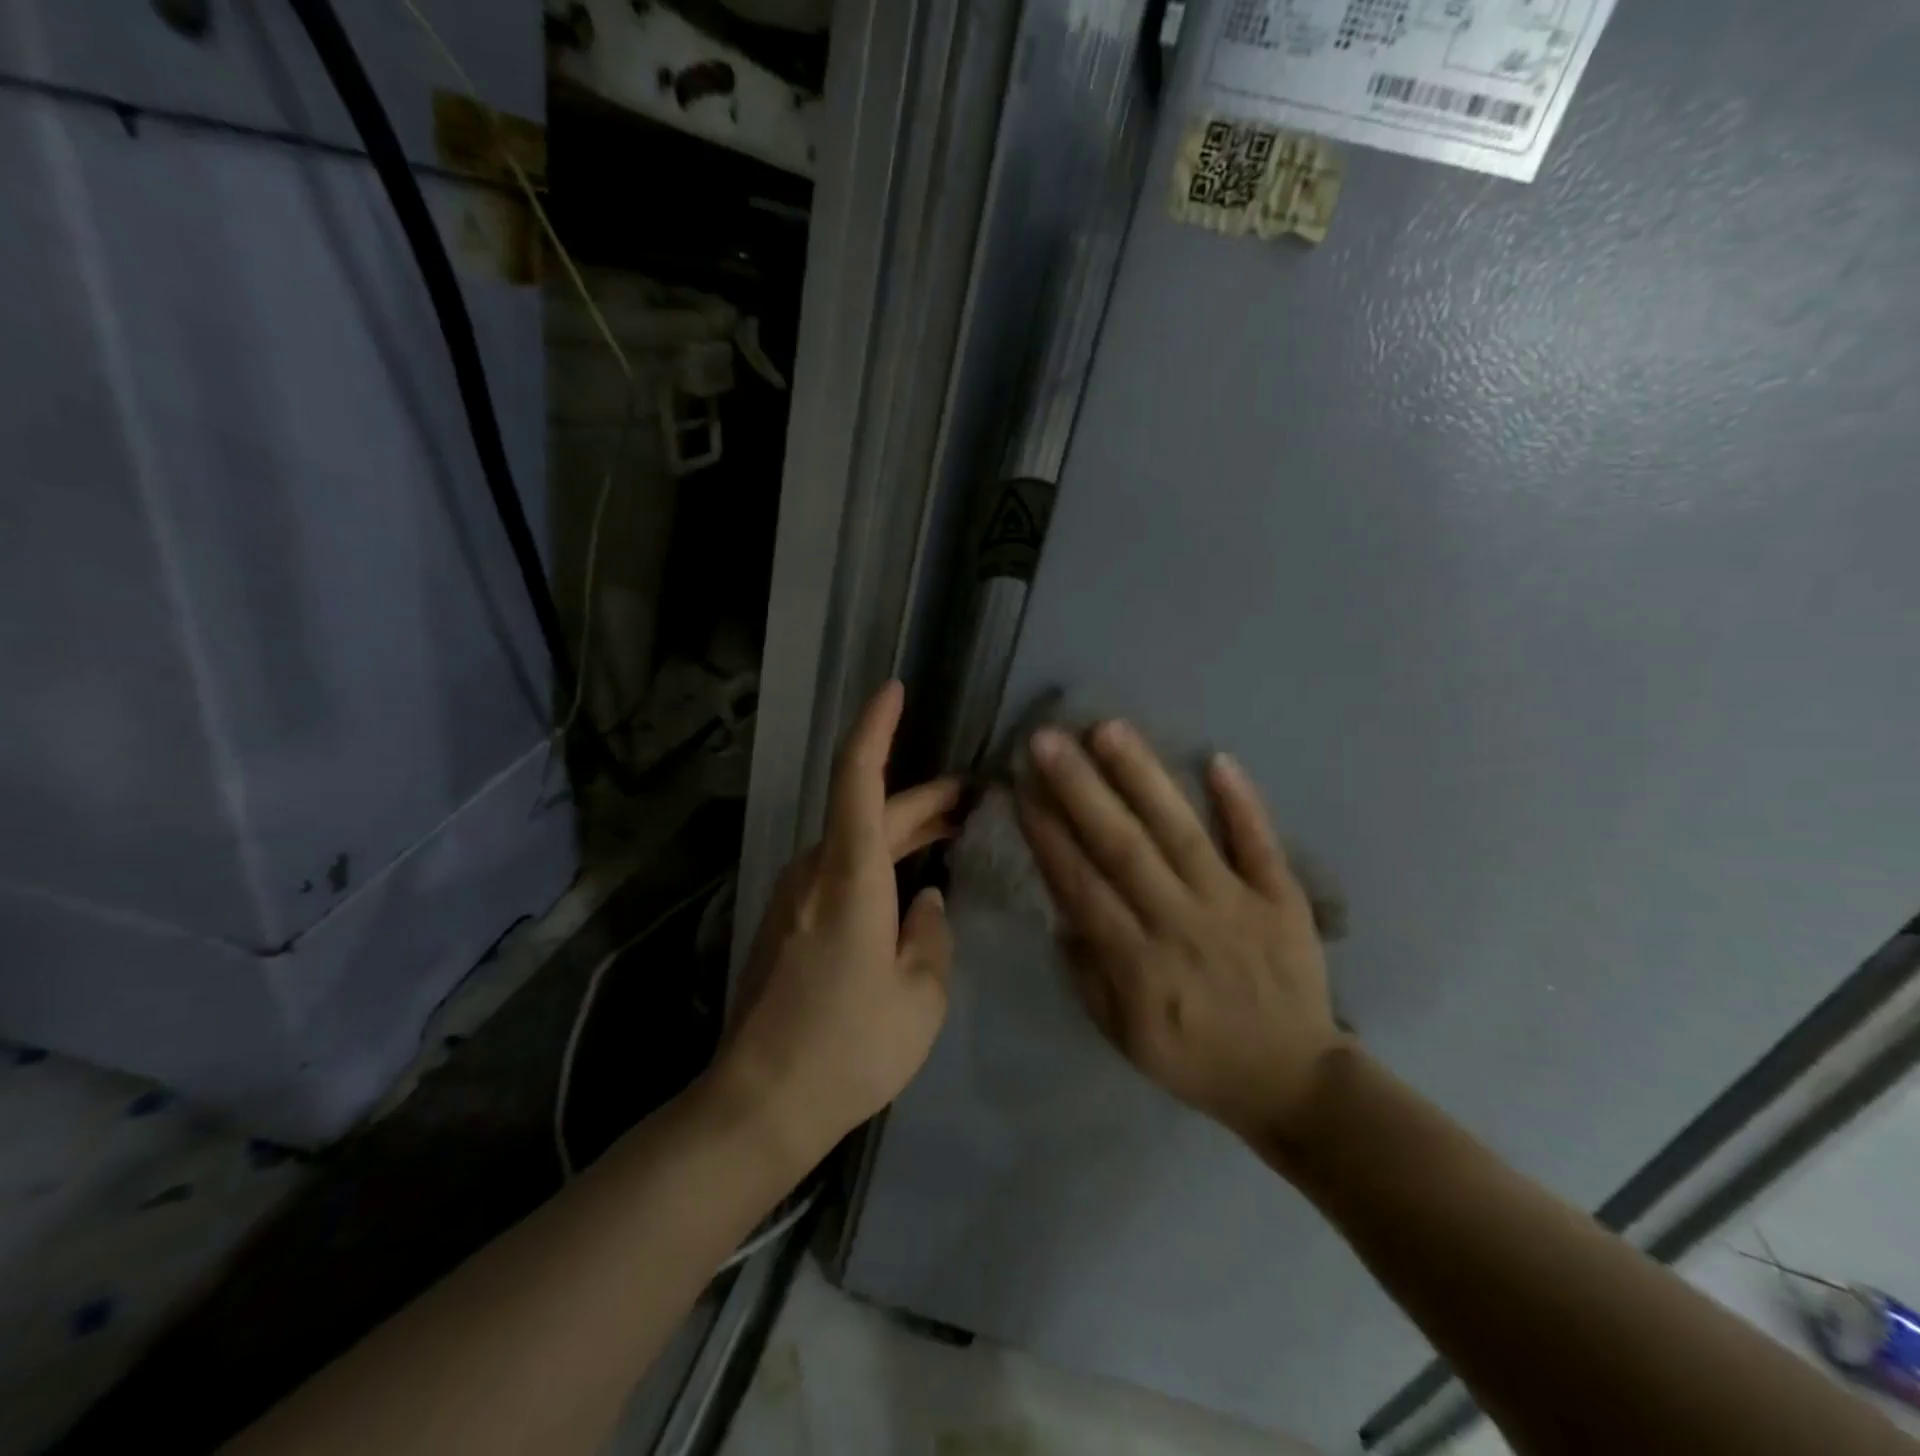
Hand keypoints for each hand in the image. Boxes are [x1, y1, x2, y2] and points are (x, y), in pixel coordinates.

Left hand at [718, 681, 960, 1165]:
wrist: (759, 1103)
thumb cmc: (849, 1049)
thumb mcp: (919, 998)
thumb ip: (931, 935)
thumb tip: (927, 900)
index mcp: (850, 878)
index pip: (858, 778)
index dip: (876, 728)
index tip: (894, 690)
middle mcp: (816, 871)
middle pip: (869, 809)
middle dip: (923, 796)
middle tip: (975, 797)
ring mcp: (796, 895)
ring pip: (855, 839)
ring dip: (903, 829)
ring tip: (954, 831)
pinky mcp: (790, 920)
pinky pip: (842, 868)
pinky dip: (881, 858)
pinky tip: (912, 880)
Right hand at [1016, 720, 1345, 1145]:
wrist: (1293, 1081)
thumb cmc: (1194, 1056)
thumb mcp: (1122, 1033)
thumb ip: (1088, 971)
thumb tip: (1061, 910)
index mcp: (1137, 962)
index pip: (1081, 884)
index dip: (1048, 834)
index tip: (1021, 788)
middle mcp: (1180, 922)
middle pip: (1122, 846)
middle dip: (1080, 788)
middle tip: (1047, 739)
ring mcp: (1234, 903)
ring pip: (1181, 831)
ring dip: (1144, 777)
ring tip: (1110, 729)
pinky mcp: (1281, 897)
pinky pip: (1260, 843)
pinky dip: (1241, 801)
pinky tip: (1218, 757)